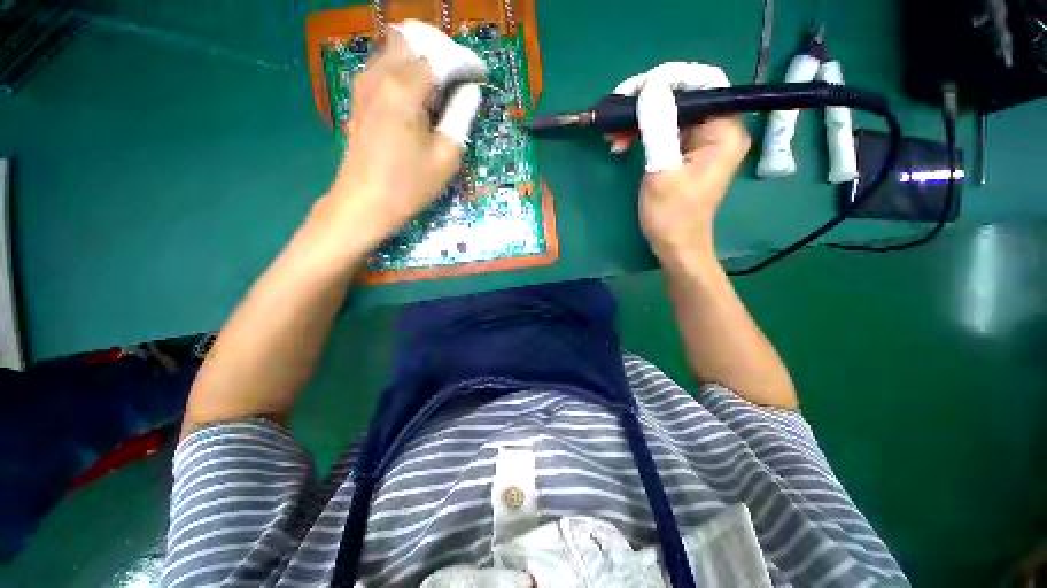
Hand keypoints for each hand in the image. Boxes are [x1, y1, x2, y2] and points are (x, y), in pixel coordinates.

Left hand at [325, 20, 485, 253]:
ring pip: (396, 46)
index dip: (465, 61)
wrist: (365, 202)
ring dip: (423, 54)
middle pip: (414, 37)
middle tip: (462, 73)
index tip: (482, 74)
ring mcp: (366, 83)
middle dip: (442, 49)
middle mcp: (381, 75)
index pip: (440, 57)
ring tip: (444, 81)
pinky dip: (407, 66)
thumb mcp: (445, 156)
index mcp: (405, 90)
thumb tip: (470, 91)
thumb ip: (460, 116)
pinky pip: (385, 64)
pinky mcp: (361, 95)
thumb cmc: (409, 185)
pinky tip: (421, 91)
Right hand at [608, 63, 749, 261]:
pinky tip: (622, 143)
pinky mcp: (687, 153)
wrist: (675, 246)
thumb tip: (650, 86)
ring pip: (671, 114)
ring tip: (614, 134)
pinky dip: (643, 134)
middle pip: (685, 97)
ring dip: (641, 119)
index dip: (669, 79)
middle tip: (617, 111)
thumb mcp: (662, 172)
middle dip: (648, 101)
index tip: (635, 89)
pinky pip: (665, 131)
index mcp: (723, 131)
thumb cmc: (672, 216)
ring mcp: (702, 142)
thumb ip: (658, 128)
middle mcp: (719, 130)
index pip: (703, 83)